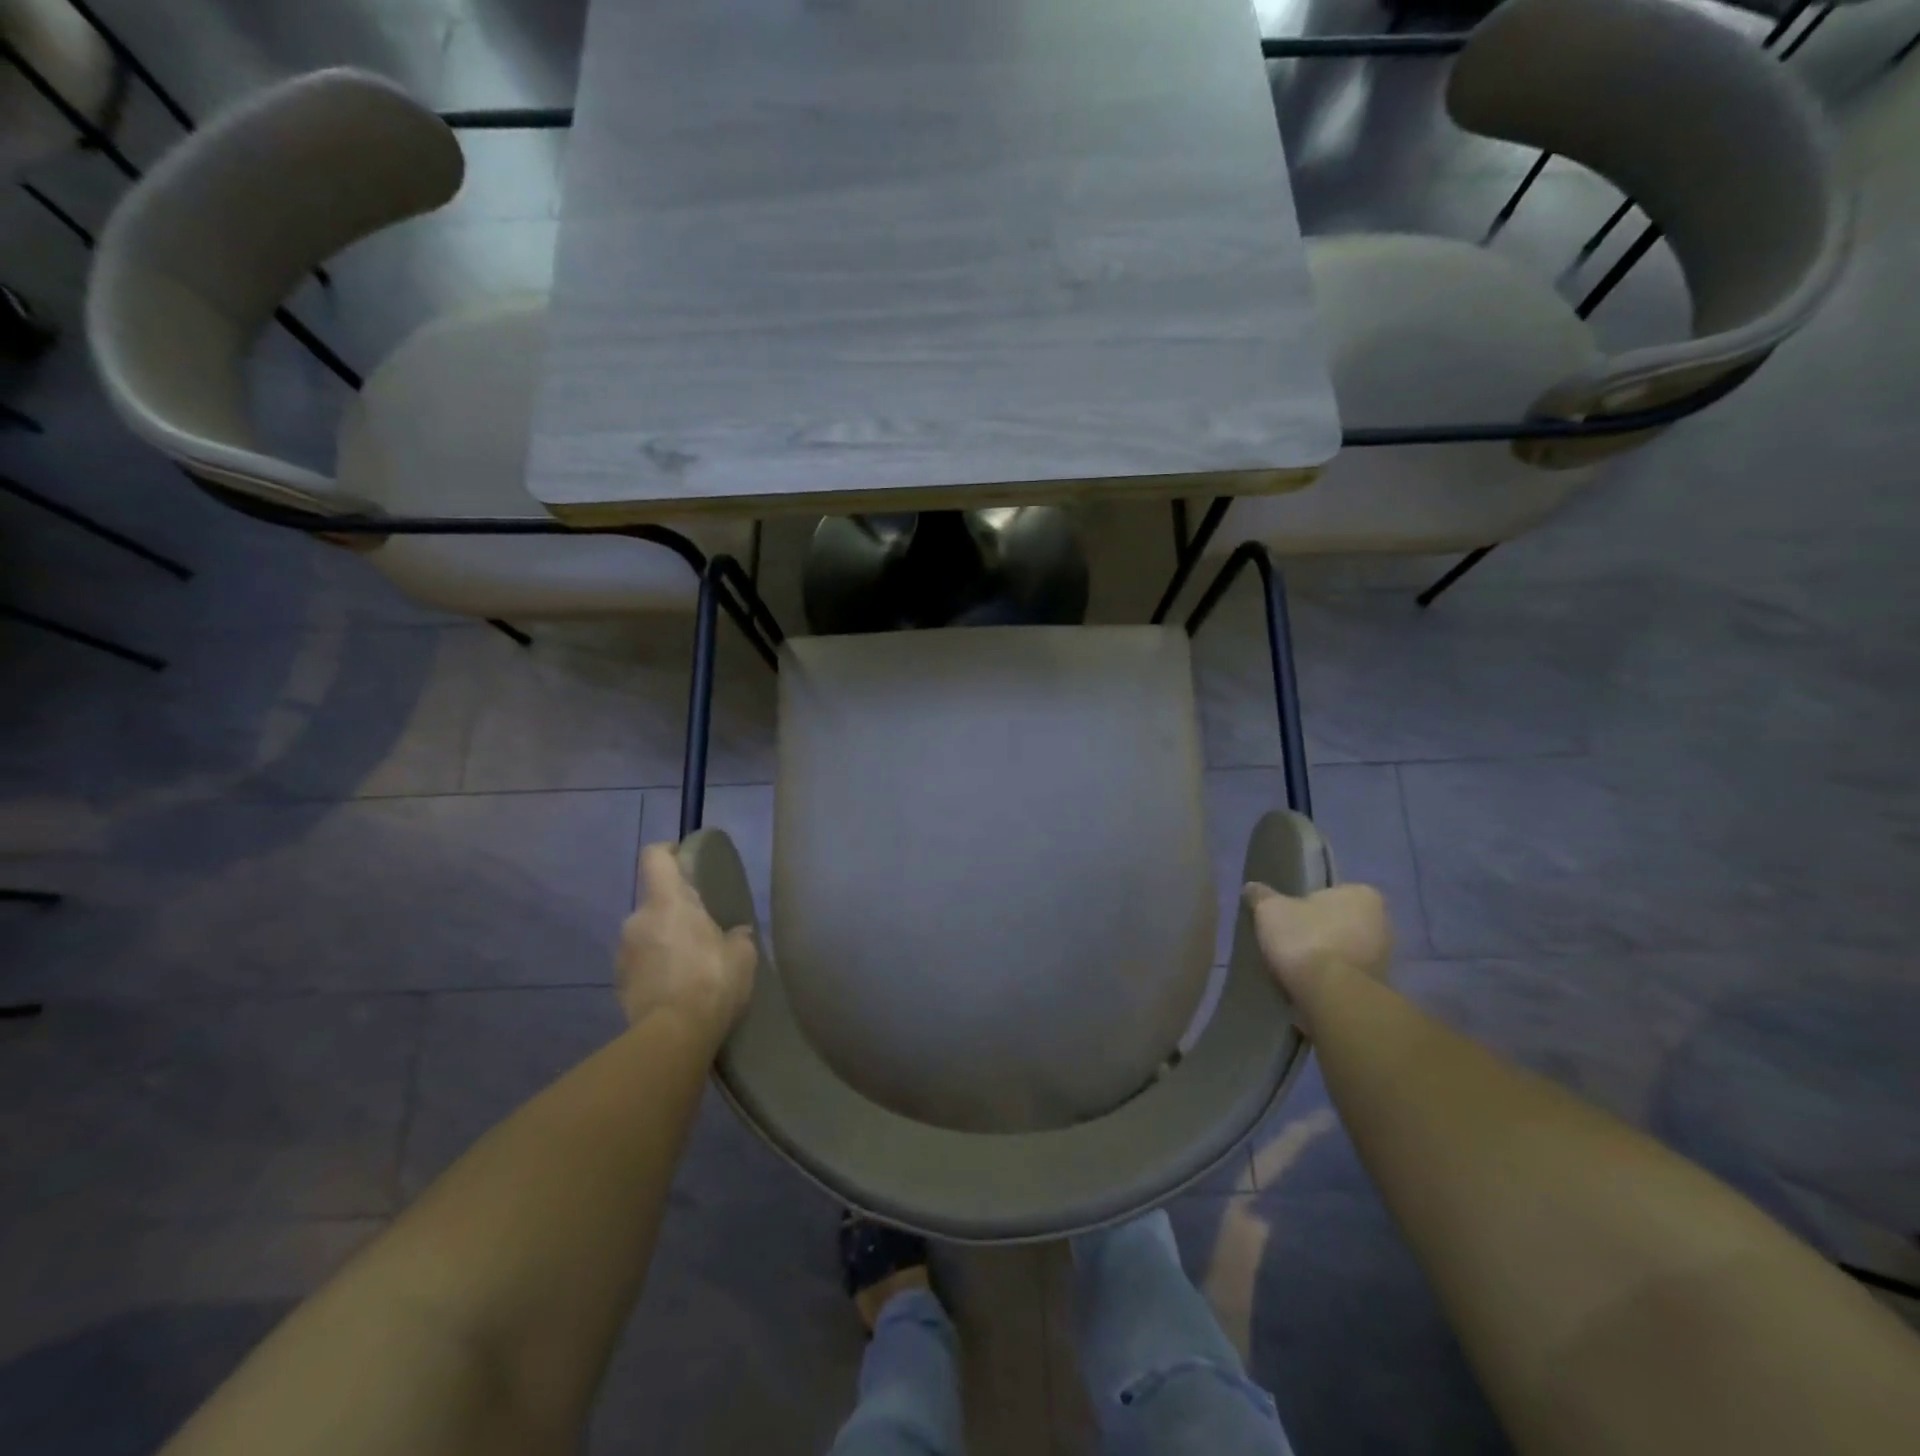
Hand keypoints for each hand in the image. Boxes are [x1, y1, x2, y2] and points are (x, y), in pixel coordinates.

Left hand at [616, 844, 756, 1034]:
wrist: (673, 1037)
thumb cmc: (711, 982)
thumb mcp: (742, 955)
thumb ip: (737, 936)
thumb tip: (736, 933)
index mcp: (668, 902)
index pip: (655, 857)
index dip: (668, 851)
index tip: (684, 859)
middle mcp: (637, 919)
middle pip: (655, 900)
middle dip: (675, 911)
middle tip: (702, 930)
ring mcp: (623, 952)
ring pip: (646, 933)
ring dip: (663, 941)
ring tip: (690, 965)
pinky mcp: (618, 983)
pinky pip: (640, 963)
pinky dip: (655, 968)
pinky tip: (676, 988)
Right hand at [1243, 882, 1391, 1026]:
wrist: (1332, 995)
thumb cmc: (1304, 939)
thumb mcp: (1270, 910)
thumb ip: (1261, 896)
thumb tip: (1251, 887)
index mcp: (1362, 894)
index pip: (1330, 893)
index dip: (1305, 904)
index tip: (1287, 918)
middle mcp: (1382, 922)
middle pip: (1340, 922)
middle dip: (1319, 931)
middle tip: (1289, 941)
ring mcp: (1385, 957)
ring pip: (1346, 950)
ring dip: (1326, 957)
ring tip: (1295, 967)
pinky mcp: (1380, 987)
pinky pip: (1348, 976)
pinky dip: (1332, 979)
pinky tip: (1309, 986)